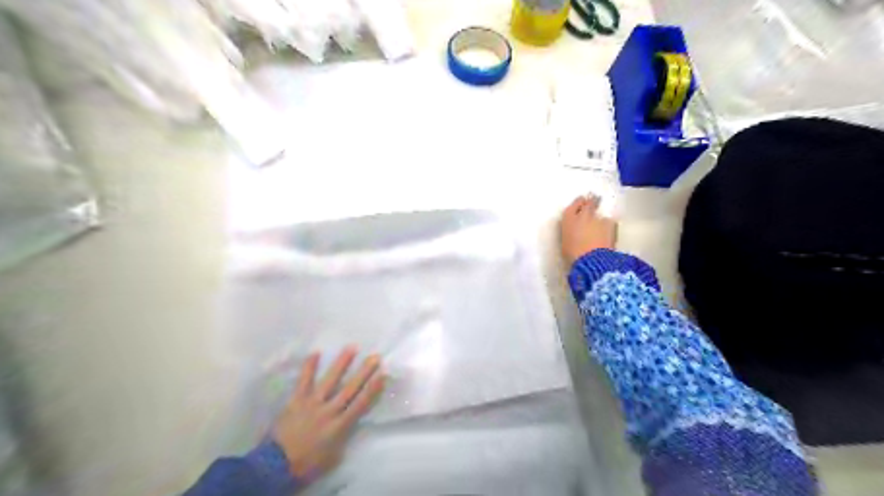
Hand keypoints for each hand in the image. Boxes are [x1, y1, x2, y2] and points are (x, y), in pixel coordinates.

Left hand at [272, 348, 384, 481]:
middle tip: (375, 356)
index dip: (373, 389)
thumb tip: (349, 424)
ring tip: (352, 347)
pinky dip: (309, 367)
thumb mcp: (333, 457)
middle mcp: (329, 411)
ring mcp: (312, 403)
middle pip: (350, 388)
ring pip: (330, 380)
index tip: (383, 374)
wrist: (275, 466)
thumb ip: (343, 437)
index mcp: (339, 426)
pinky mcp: (296, 400)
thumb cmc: (307, 464)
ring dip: (342, 363)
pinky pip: (304, 381)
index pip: (361, 404)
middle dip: (364, 372)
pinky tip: (316, 352)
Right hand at [562, 195, 615, 267]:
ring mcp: (598, 219)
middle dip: (592, 203)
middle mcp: (583, 215)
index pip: (573, 206)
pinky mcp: (611, 225)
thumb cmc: (573, 255)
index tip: (581, 204)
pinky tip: (608, 236)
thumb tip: (574, 232)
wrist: (591, 260)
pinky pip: (610, 223)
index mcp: (568, 219)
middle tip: (594, 205)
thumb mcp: (566, 243)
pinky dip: (609, 228)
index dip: (578, 204)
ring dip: (600, 220)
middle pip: (589, 203)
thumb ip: (570, 233)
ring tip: (600, 230)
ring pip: (600, 215)